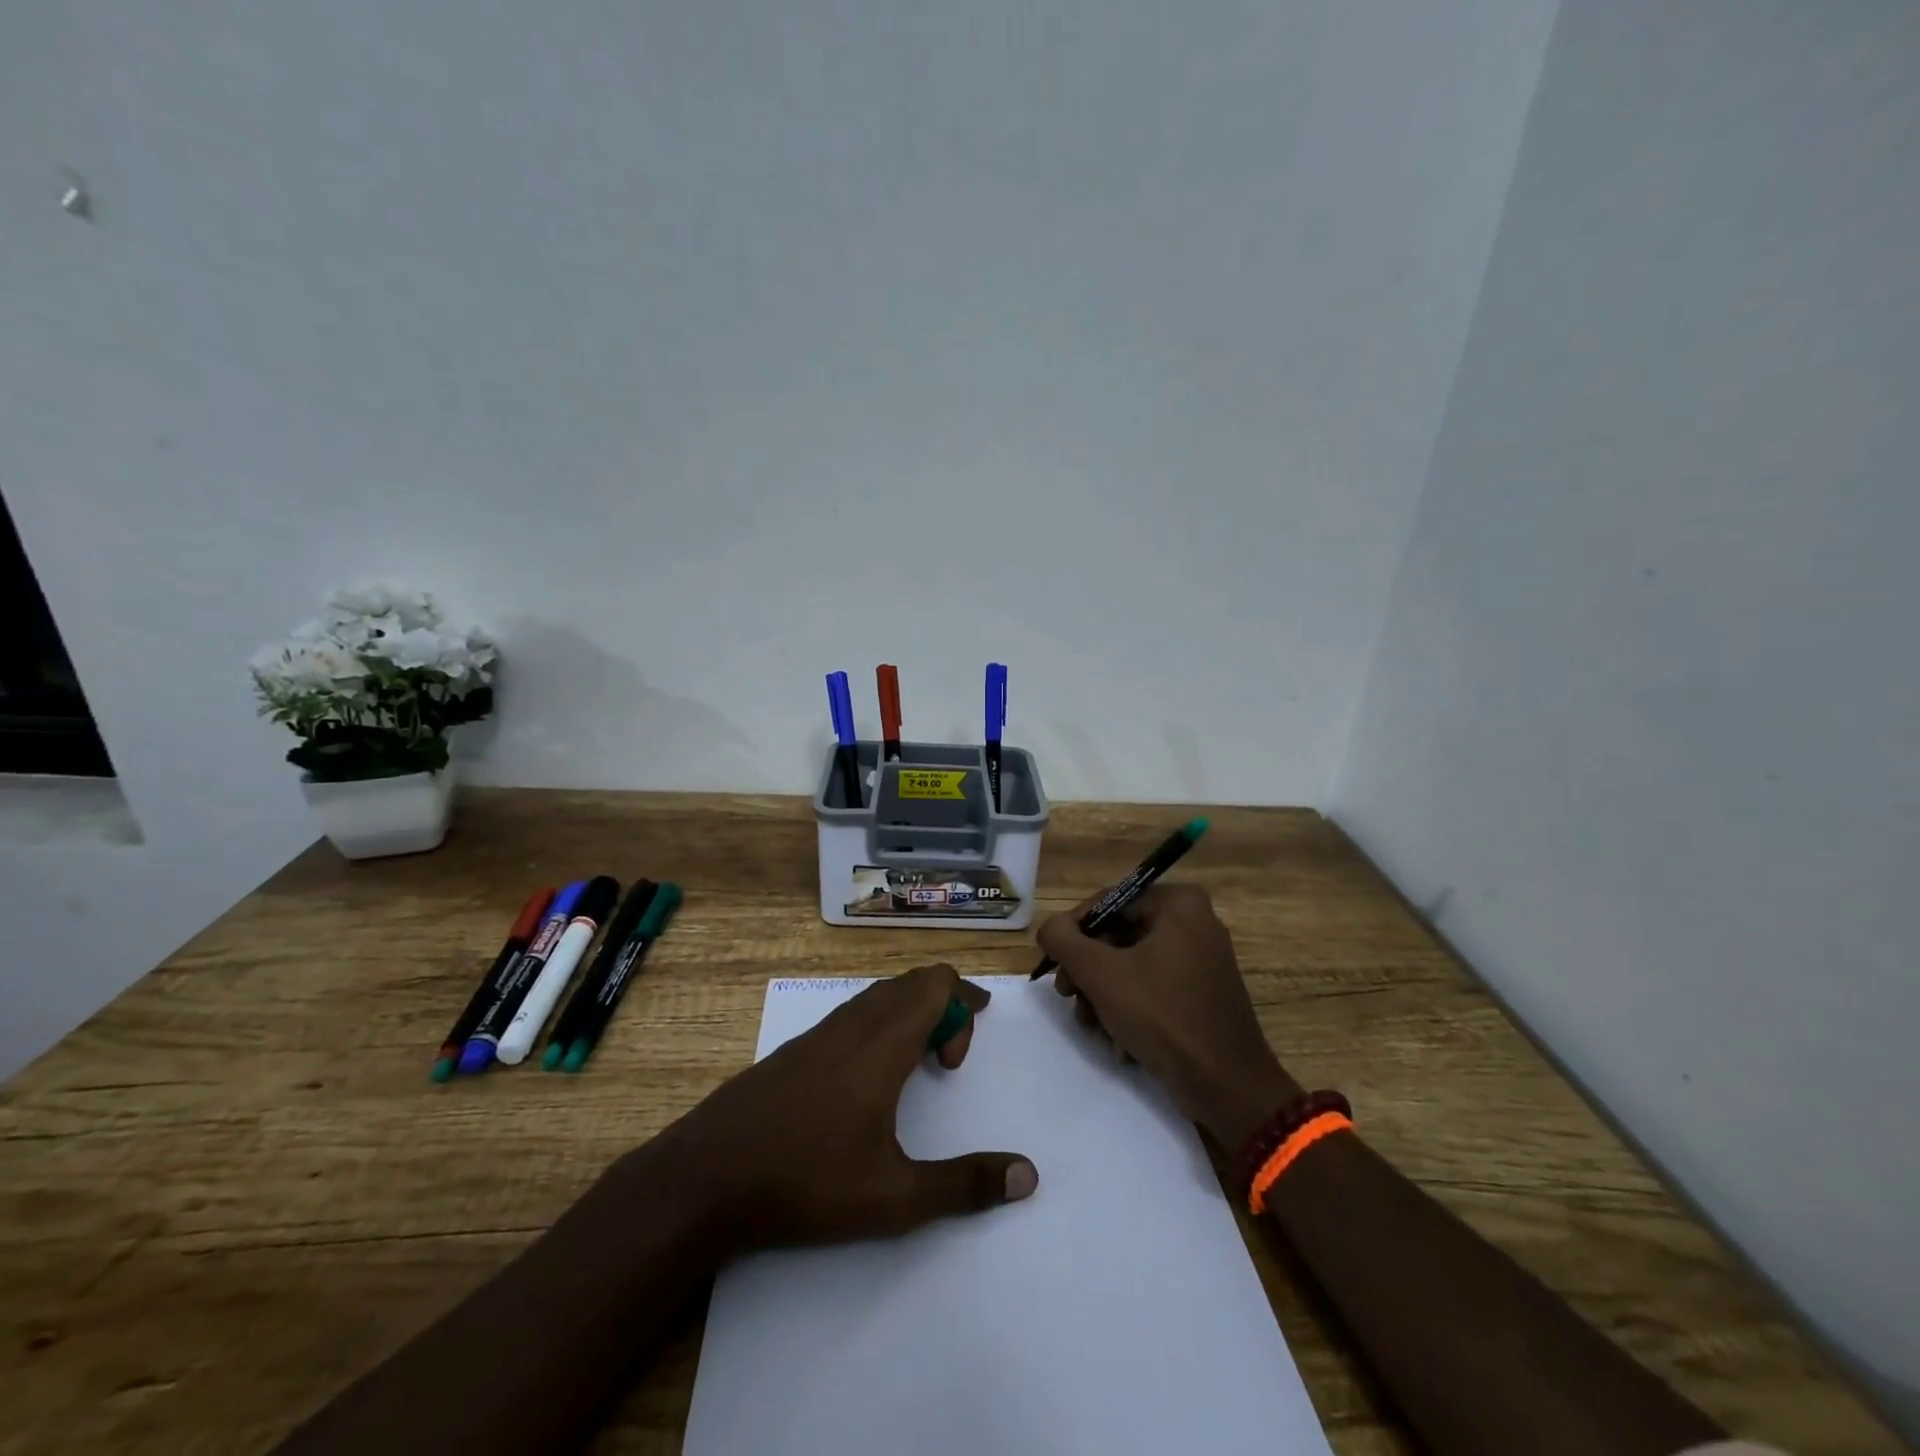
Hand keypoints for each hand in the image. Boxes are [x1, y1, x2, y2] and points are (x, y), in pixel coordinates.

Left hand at [654, 963, 1037, 1255]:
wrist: (705, 1178)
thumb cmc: (806, 1182)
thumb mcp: (895, 1198)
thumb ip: (964, 1184)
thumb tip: (1028, 1175)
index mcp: (882, 1044)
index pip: (935, 983)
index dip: (962, 1004)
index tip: (959, 1059)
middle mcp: (852, 1025)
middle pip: (908, 983)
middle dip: (941, 1005)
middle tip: (950, 1056)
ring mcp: (815, 1035)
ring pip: (875, 997)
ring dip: (907, 1014)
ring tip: (914, 1064)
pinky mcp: (791, 1052)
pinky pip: (849, 1015)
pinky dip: (876, 1026)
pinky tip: (863, 1080)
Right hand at [1037, 883, 1299, 1149]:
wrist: (1227, 1086)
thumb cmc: (1162, 1016)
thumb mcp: (1100, 973)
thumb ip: (1063, 940)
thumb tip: (1050, 928)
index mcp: (1179, 903)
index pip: (1108, 902)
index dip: (1074, 932)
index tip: (1055, 965)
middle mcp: (1194, 922)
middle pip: (1118, 935)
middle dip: (1089, 971)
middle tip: (1068, 996)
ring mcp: (1202, 959)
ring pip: (1131, 965)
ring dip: (1103, 995)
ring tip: (1092, 1025)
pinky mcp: (1202, 993)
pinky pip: (1153, 987)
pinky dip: (1130, 1009)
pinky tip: (1118, 1040)